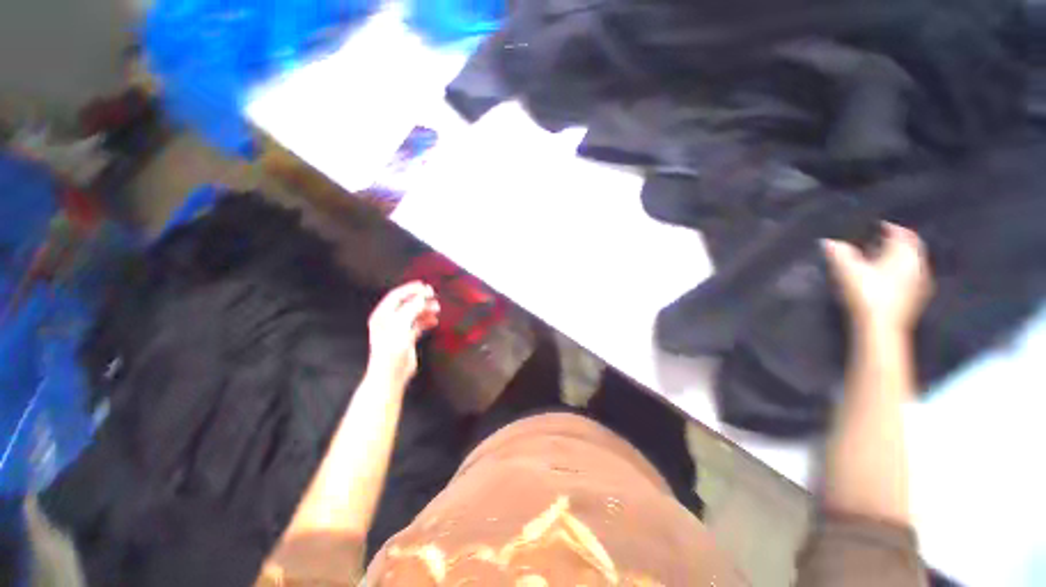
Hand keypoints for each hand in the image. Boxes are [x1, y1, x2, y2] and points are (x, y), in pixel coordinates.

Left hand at [366, 281, 439, 385]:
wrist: (390, 375)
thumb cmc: (391, 348)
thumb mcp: (401, 324)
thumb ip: (412, 308)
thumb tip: (422, 296)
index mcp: (382, 315)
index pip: (396, 296)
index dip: (410, 289)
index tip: (425, 285)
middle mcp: (389, 320)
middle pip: (406, 304)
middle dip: (420, 299)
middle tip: (434, 295)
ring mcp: (398, 330)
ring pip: (413, 314)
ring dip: (425, 309)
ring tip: (437, 309)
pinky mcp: (406, 339)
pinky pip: (418, 325)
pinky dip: (426, 321)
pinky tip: (434, 321)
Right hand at [823, 222, 931, 332]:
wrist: (881, 327)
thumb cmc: (867, 294)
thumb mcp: (848, 271)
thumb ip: (839, 254)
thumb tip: (827, 241)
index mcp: (904, 255)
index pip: (902, 234)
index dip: (890, 228)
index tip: (879, 226)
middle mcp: (917, 265)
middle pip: (911, 248)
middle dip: (898, 243)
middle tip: (881, 242)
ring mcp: (920, 283)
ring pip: (913, 263)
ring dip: (900, 258)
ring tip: (883, 260)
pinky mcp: (917, 298)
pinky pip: (912, 277)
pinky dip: (903, 273)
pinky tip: (890, 279)